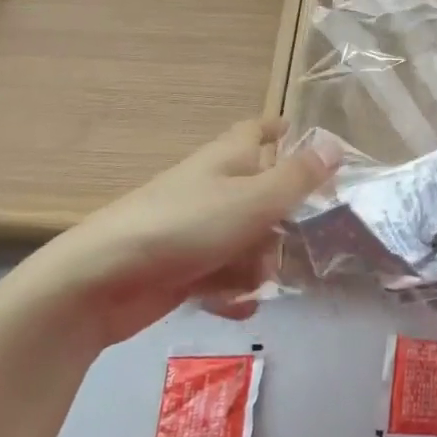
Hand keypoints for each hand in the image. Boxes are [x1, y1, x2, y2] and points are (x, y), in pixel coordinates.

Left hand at [0, 119, 337, 348]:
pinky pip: (220, 274)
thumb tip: (335, 144)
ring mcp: (193, 229)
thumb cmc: (185, 227)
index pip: (255, 130)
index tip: (297, 133)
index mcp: (226, 159)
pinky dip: (230, 290)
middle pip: (260, 194)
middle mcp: (211, 188)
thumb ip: (298, 177)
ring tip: (254, 283)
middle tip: (297, 241)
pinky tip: (239, 307)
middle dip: (281, 221)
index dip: (277, 129)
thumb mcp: (253, 200)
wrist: (101, 281)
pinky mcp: (179, 267)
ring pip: (245, 239)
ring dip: (257, 263)